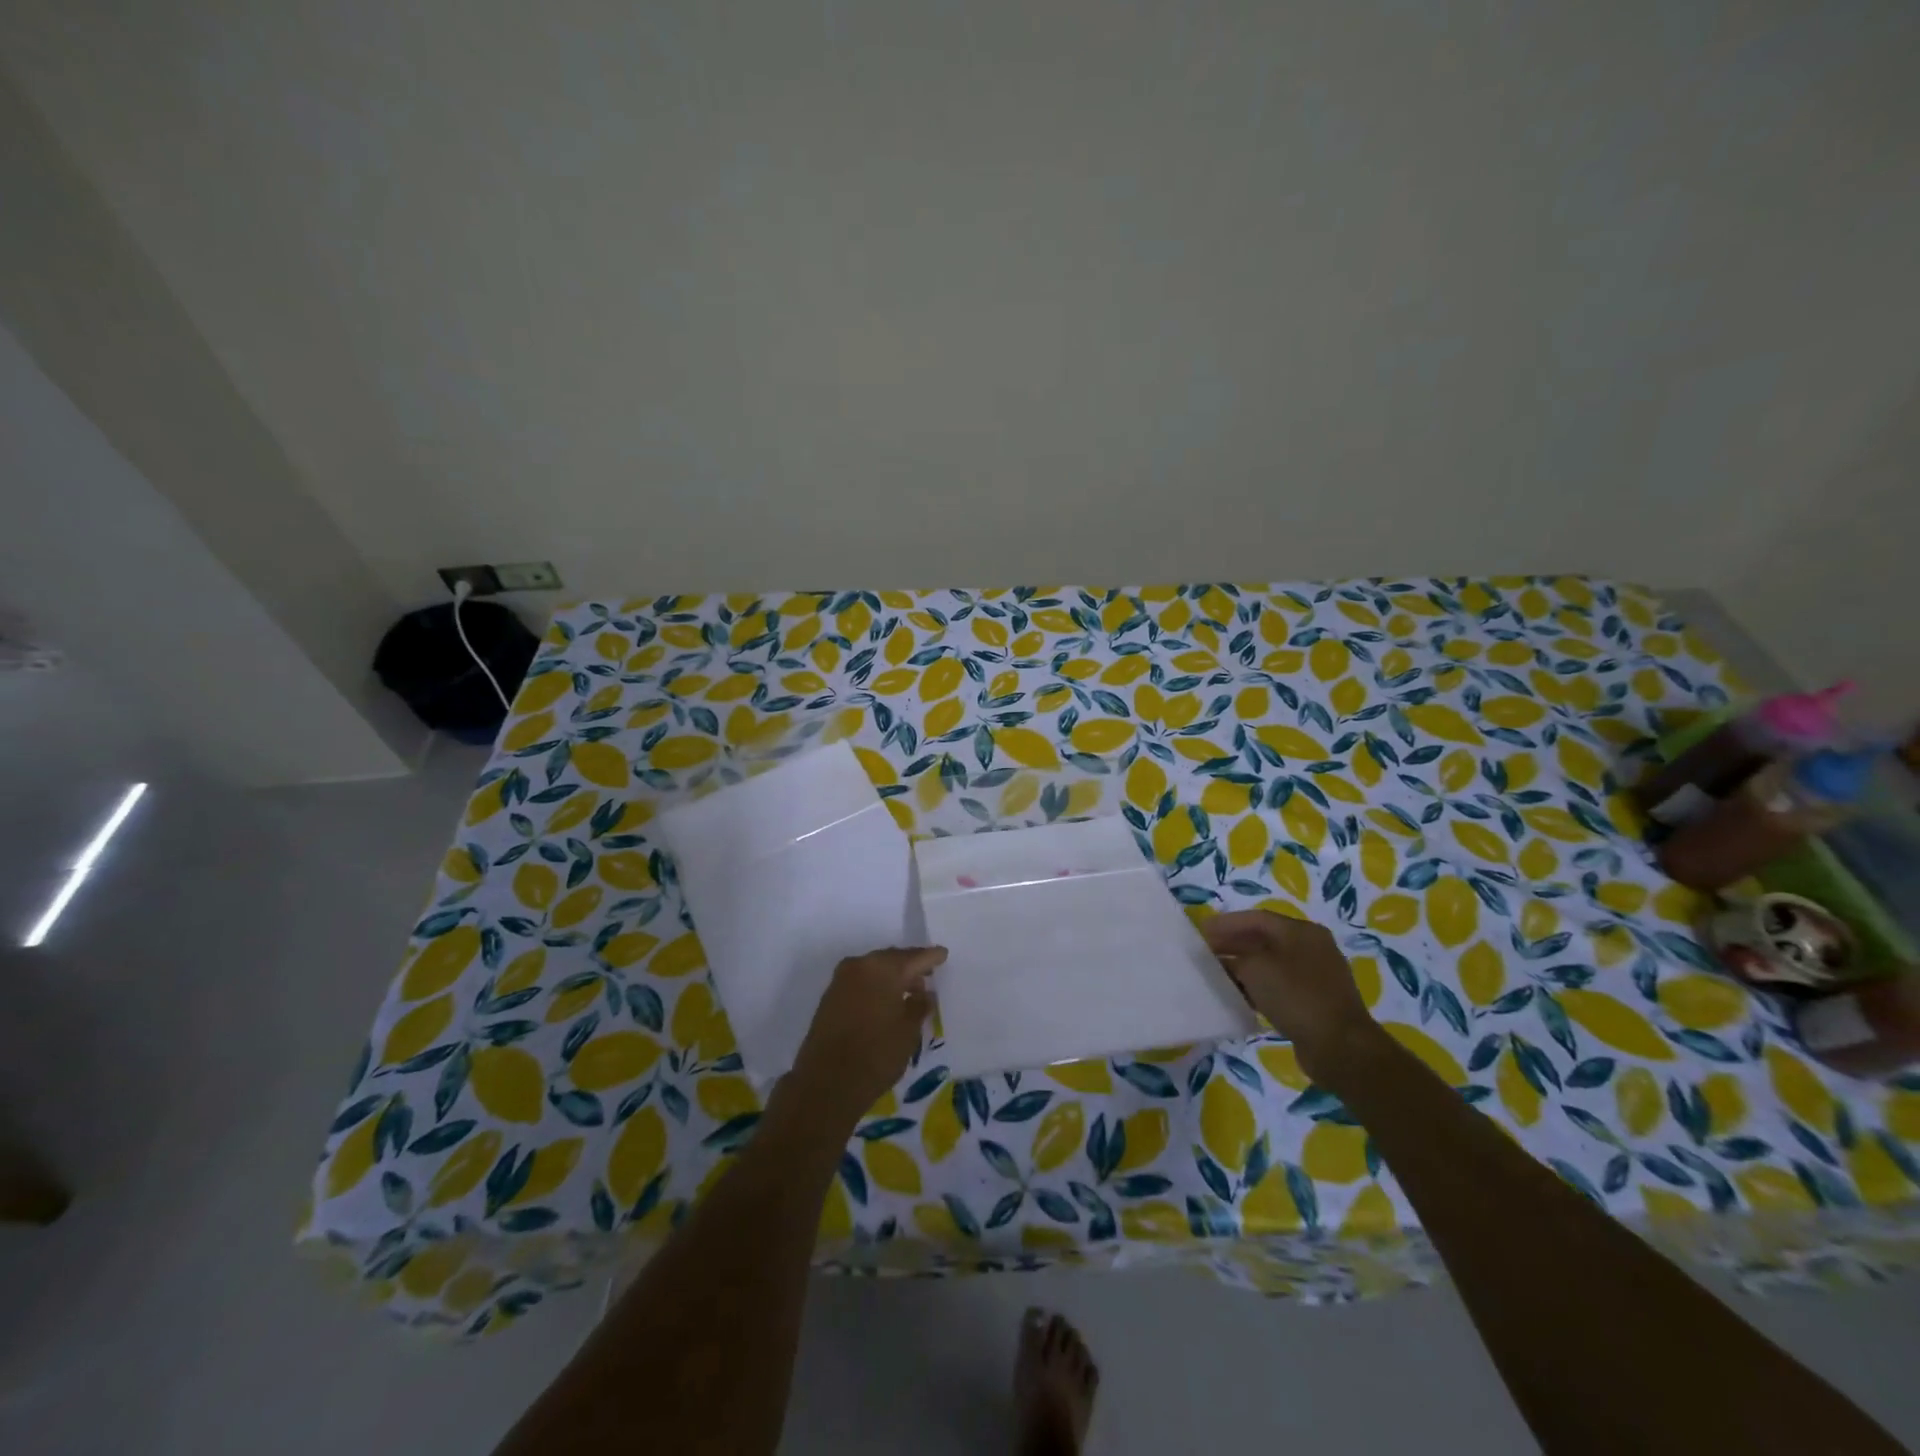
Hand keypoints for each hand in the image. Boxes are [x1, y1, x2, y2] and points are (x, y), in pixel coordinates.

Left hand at [788, 946, 945, 1123]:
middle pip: (891, 959)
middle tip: (927, 976)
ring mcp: (841, 980)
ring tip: (908, 993)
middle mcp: (860, 965)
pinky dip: (875, 987)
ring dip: (891, 978)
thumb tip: (923, 994)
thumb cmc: (876, 1054)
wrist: (826, 1083)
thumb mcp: (908, 1031)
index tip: (943, 954)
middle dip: (909, 966)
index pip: (914, 957)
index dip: (930, 957)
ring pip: (874, 970)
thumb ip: (919, 1006)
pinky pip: (860, 982)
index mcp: (883, 968)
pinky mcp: (829, 997)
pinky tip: (885, 1003)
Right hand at [1202, 911, 1380, 1079]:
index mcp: (1301, 931)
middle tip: (1205, 953)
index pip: (1256, 918)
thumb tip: (1222, 960)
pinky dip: (1257, 987)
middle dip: (1232, 944)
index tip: (1200, 932)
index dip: (1226, 923)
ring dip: (1243, 968)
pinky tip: (1238, 996)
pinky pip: (1279, 986)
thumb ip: (1233, 958)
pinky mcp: (1315, 1001)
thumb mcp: (1255, 969)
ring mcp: (1315, 976)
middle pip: (1264, 939)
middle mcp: (1311, 947)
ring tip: (1216, 974)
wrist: (1339, 1047)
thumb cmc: (1295, 996)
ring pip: (1270, 964)